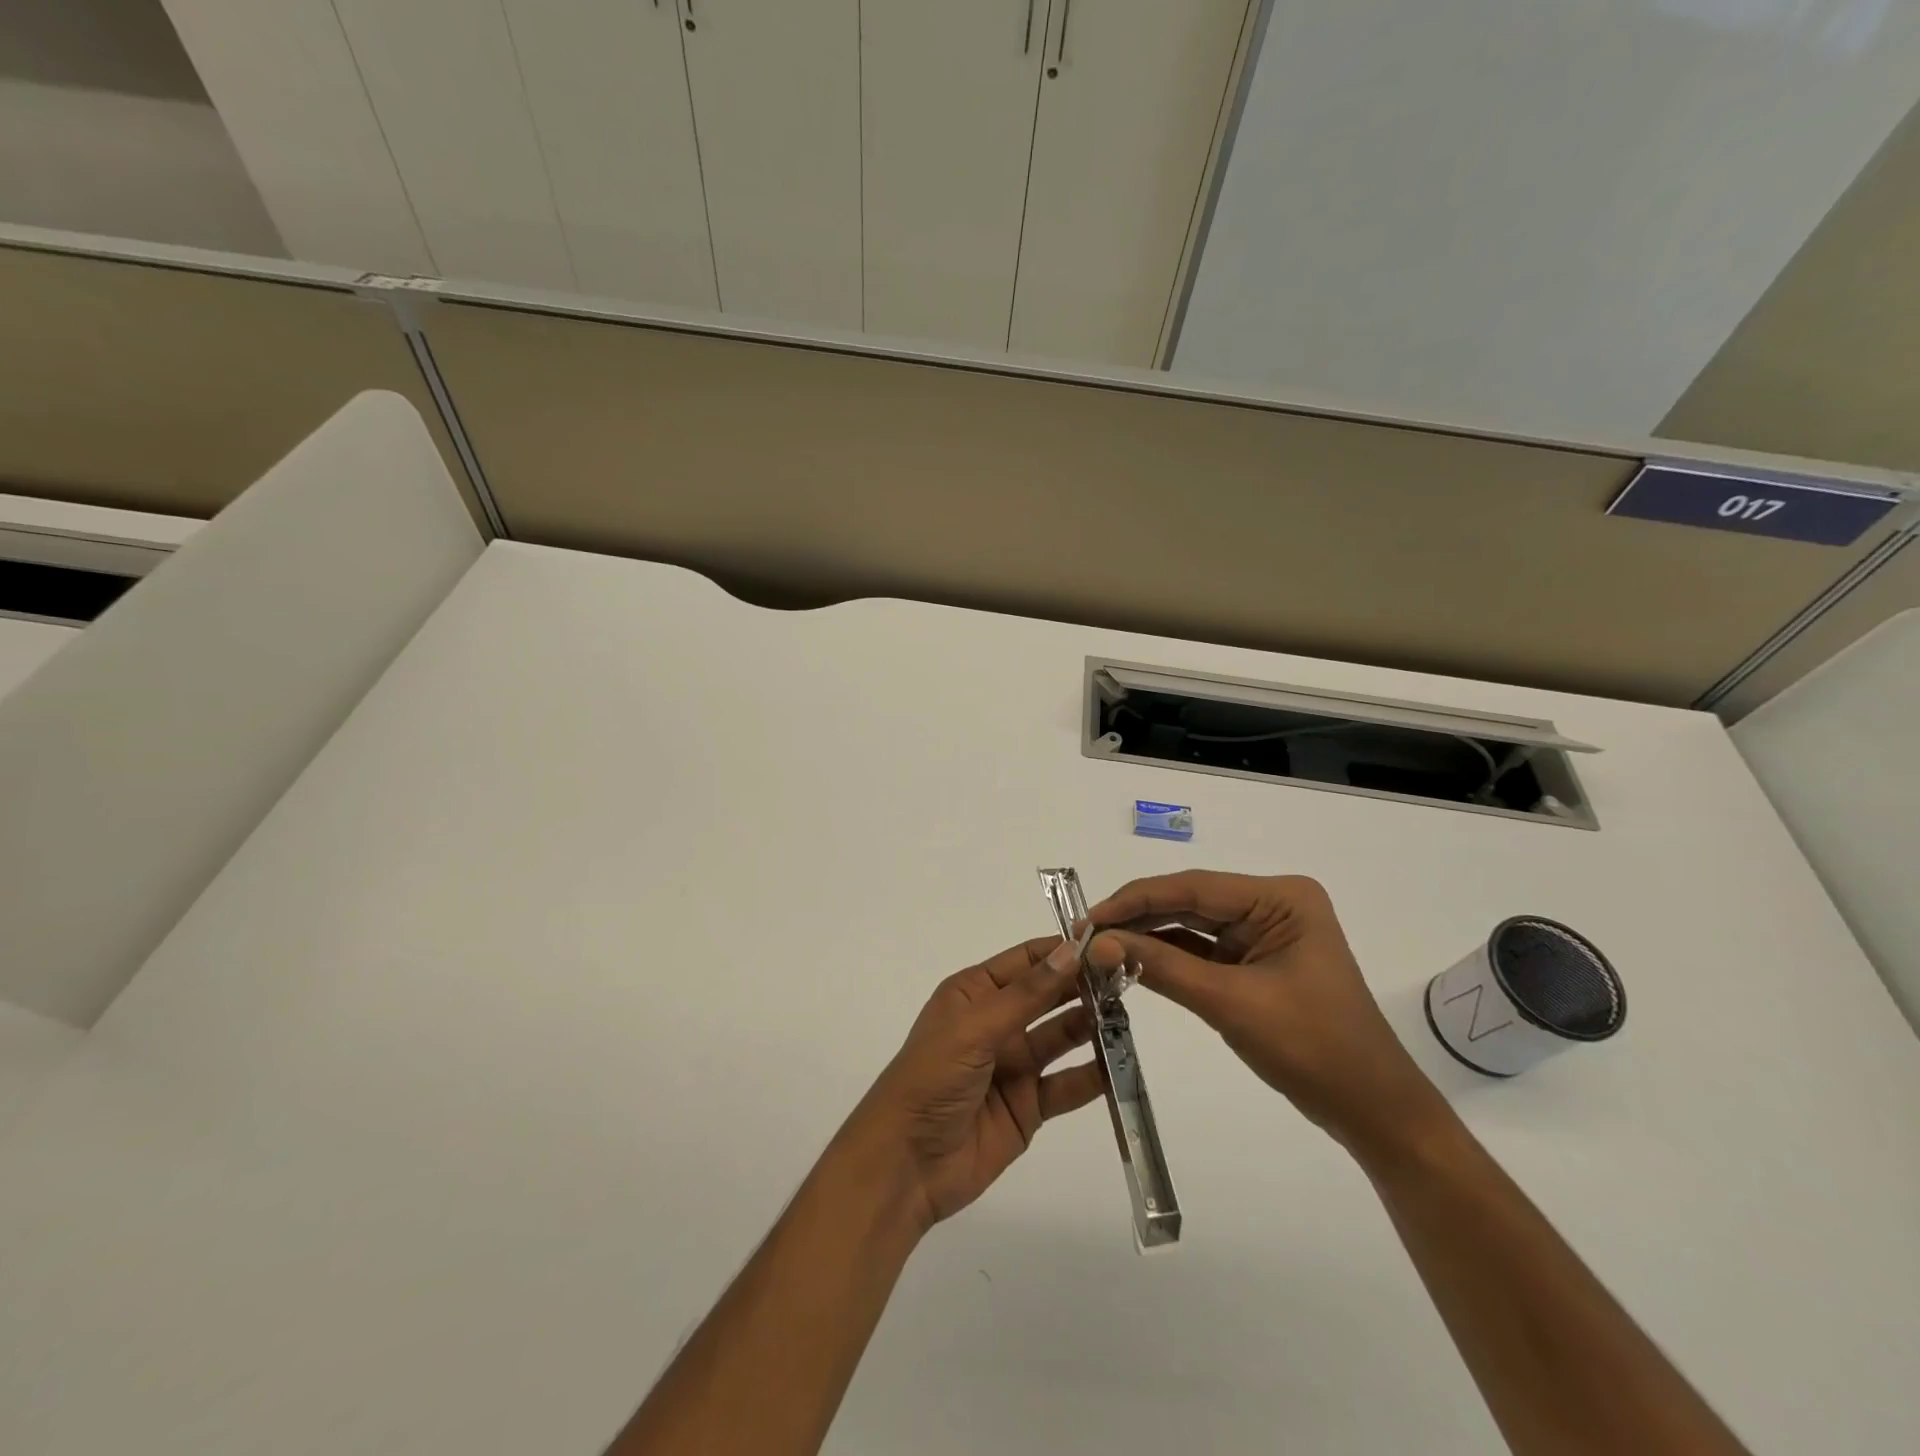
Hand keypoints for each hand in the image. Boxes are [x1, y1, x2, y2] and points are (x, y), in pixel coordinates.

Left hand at [841, 936, 1104, 1232]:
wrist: (906, 1164)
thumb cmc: (931, 1078)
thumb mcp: (974, 1028)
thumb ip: (1026, 994)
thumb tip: (1070, 951)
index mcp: (974, 993)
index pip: (1026, 960)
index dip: (1063, 951)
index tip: (1107, 944)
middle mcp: (997, 1022)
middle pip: (1048, 996)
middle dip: (1084, 986)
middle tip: (1129, 978)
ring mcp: (1014, 1065)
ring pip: (1062, 1038)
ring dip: (1092, 1026)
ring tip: (1129, 1015)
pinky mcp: (1028, 1106)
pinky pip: (1066, 1085)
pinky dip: (1093, 1076)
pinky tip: (1121, 1065)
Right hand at [1087, 870, 1441, 1150]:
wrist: (1372, 1111)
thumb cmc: (1312, 1049)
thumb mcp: (1229, 1003)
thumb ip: (1161, 966)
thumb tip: (1098, 943)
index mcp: (1280, 898)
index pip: (1192, 887)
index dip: (1134, 900)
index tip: (1087, 919)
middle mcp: (1272, 904)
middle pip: (1189, 902)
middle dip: (1137, 918)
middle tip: (1085, 935)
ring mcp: (1264, 932)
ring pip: (1192, 925)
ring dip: (1148, 937)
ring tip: (1098, 947)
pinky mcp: (1255, 961)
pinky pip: (1203, 950)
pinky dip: (1168, 957)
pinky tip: (1131, 961)